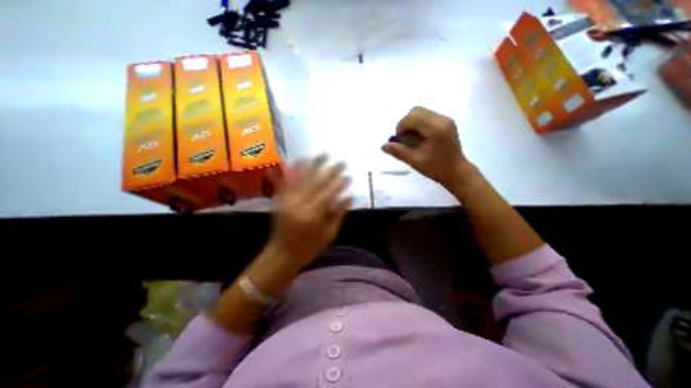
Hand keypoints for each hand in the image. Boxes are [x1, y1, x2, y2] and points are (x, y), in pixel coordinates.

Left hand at [265, 155, 350, 269]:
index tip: (349, 176)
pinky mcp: (280, 200)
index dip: (340, 184)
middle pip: (318, 182)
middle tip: (341, 161)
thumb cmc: (308, 248)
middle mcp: (300, 204)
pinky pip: (286, 182)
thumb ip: (338, 214)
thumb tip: (349, 197)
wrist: (282, 254)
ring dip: (314, 165)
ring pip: (303, 178)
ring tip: (322, 154)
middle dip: (331, 170)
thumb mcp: (328, 235)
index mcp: (313, 215)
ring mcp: (288, 200)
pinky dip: (292, 170)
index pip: (330, 194)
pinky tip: (297, 160)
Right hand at [380, 107, 471, 189]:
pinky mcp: (446, 122)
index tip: (399, 140)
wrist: (456, 171)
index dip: (401, 127)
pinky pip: (428, 116)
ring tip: (411, 137)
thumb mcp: (415, 161)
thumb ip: (398, 152)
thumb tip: (383, 146)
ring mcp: (446, 120)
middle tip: (404, 138)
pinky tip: (419, 137)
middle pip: (416, 111)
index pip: (412, 117)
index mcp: (435, 129)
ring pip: (422, 112)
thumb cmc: (436, 168)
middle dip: (405, 123)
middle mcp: (442, 119)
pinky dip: (419, 123)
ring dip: (412, 122)